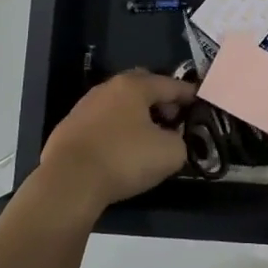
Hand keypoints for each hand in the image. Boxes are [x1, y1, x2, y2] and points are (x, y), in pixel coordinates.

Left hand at [36, 70, 196, 214]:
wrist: (69, 182)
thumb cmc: (124, 159)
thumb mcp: (170, 153)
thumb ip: (179, 141)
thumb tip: (171, 139)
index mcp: (134, 86)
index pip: (170, 84)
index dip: (188, 93)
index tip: (199, 102)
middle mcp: (108, 88)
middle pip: (141, 87)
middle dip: (159, 100)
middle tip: (172, 119)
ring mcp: (84, 107)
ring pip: (119, 104)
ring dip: (136, 115)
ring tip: (147, 137)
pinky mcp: (68, 128)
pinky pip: (102, 122)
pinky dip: (116, 130)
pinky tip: (119, 150)